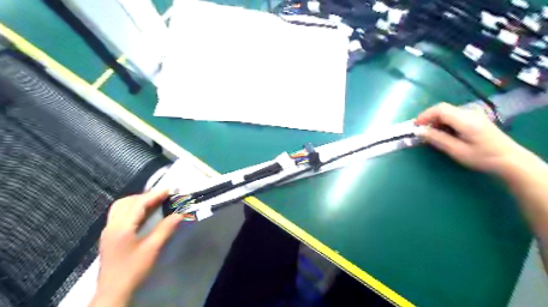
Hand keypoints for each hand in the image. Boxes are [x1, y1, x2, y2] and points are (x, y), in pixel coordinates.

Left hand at [89, 190, 181, 306]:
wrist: (113, 292)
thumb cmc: (133, 269)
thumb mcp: (152, 249)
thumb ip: (166, 229)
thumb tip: (180, 214)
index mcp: (121, 227)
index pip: (138, 204)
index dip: (154, 195)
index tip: (169, 189)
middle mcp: (112, 225)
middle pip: (126, 202)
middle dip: (145, 196)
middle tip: (162, 196)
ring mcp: (108, 231)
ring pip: (120, 207)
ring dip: (137, 201)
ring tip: (153, 202)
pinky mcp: (109, 236)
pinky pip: (119, 214)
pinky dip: (132, 208)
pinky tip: (142, 214)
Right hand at [416, 102, 530, 176]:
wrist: (511, 160)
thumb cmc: (482, 157)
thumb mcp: (456, 150)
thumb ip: (436, 138)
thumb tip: (418, 131)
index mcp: (465, 119)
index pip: (440, 109)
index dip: (424, 115)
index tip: (415, 127)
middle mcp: (469, 113)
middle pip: (443, 109)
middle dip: (429, 119)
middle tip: (421, 132)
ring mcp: (474, 115)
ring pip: (448, 113)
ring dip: (436, 122)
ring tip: (431, 135)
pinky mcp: (476, 119)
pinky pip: (454, 117)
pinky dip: (444, 123)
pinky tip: (444, 134)